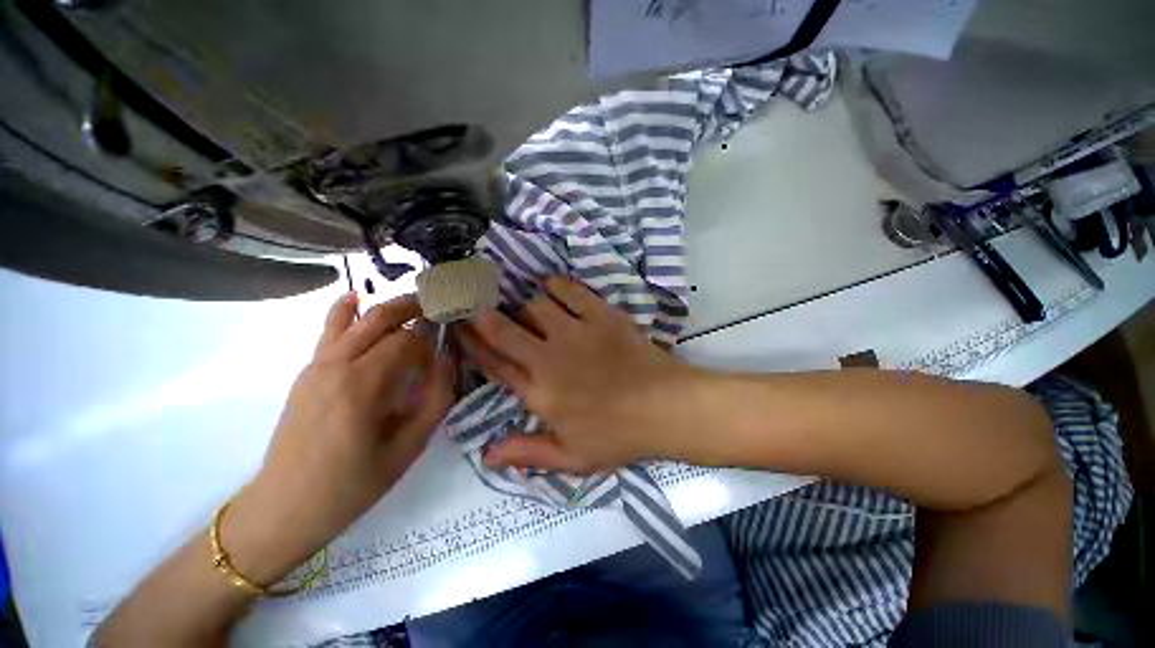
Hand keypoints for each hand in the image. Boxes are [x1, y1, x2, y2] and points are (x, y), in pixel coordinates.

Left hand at [223, 293, 452, 584]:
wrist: (285, 507)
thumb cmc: (353, 483)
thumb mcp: (409, 447)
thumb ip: (436, 400)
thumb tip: (447, 362)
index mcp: (364, 384)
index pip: (408, 341)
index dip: (432, 342)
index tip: (444, 353)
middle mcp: (338, 364)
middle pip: (380, 318)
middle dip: (412, 307)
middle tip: (438, 307)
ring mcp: (317, 365)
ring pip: (355, 318)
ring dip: (386, 307)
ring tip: (412, 304)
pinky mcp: (307, 371)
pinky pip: (329, 330)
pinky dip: (345, 310)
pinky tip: (355, 298)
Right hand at [459, 276, 697, 473]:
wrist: (665, 407)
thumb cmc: (618, 435)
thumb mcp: (571, 457)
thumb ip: (527, 453)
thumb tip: (485, 455)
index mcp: (539, 391)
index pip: (494, 364)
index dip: (472, 344)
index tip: (458, 327)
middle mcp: (549, 357)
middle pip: (504, 329)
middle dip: (483, 313)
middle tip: (474, 299)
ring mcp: (576, 332)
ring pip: (536, 306)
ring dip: (526, 305)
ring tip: (528, 308)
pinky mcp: (601, 316)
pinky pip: (571, 291)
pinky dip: (557, 285)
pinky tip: (553, 286)